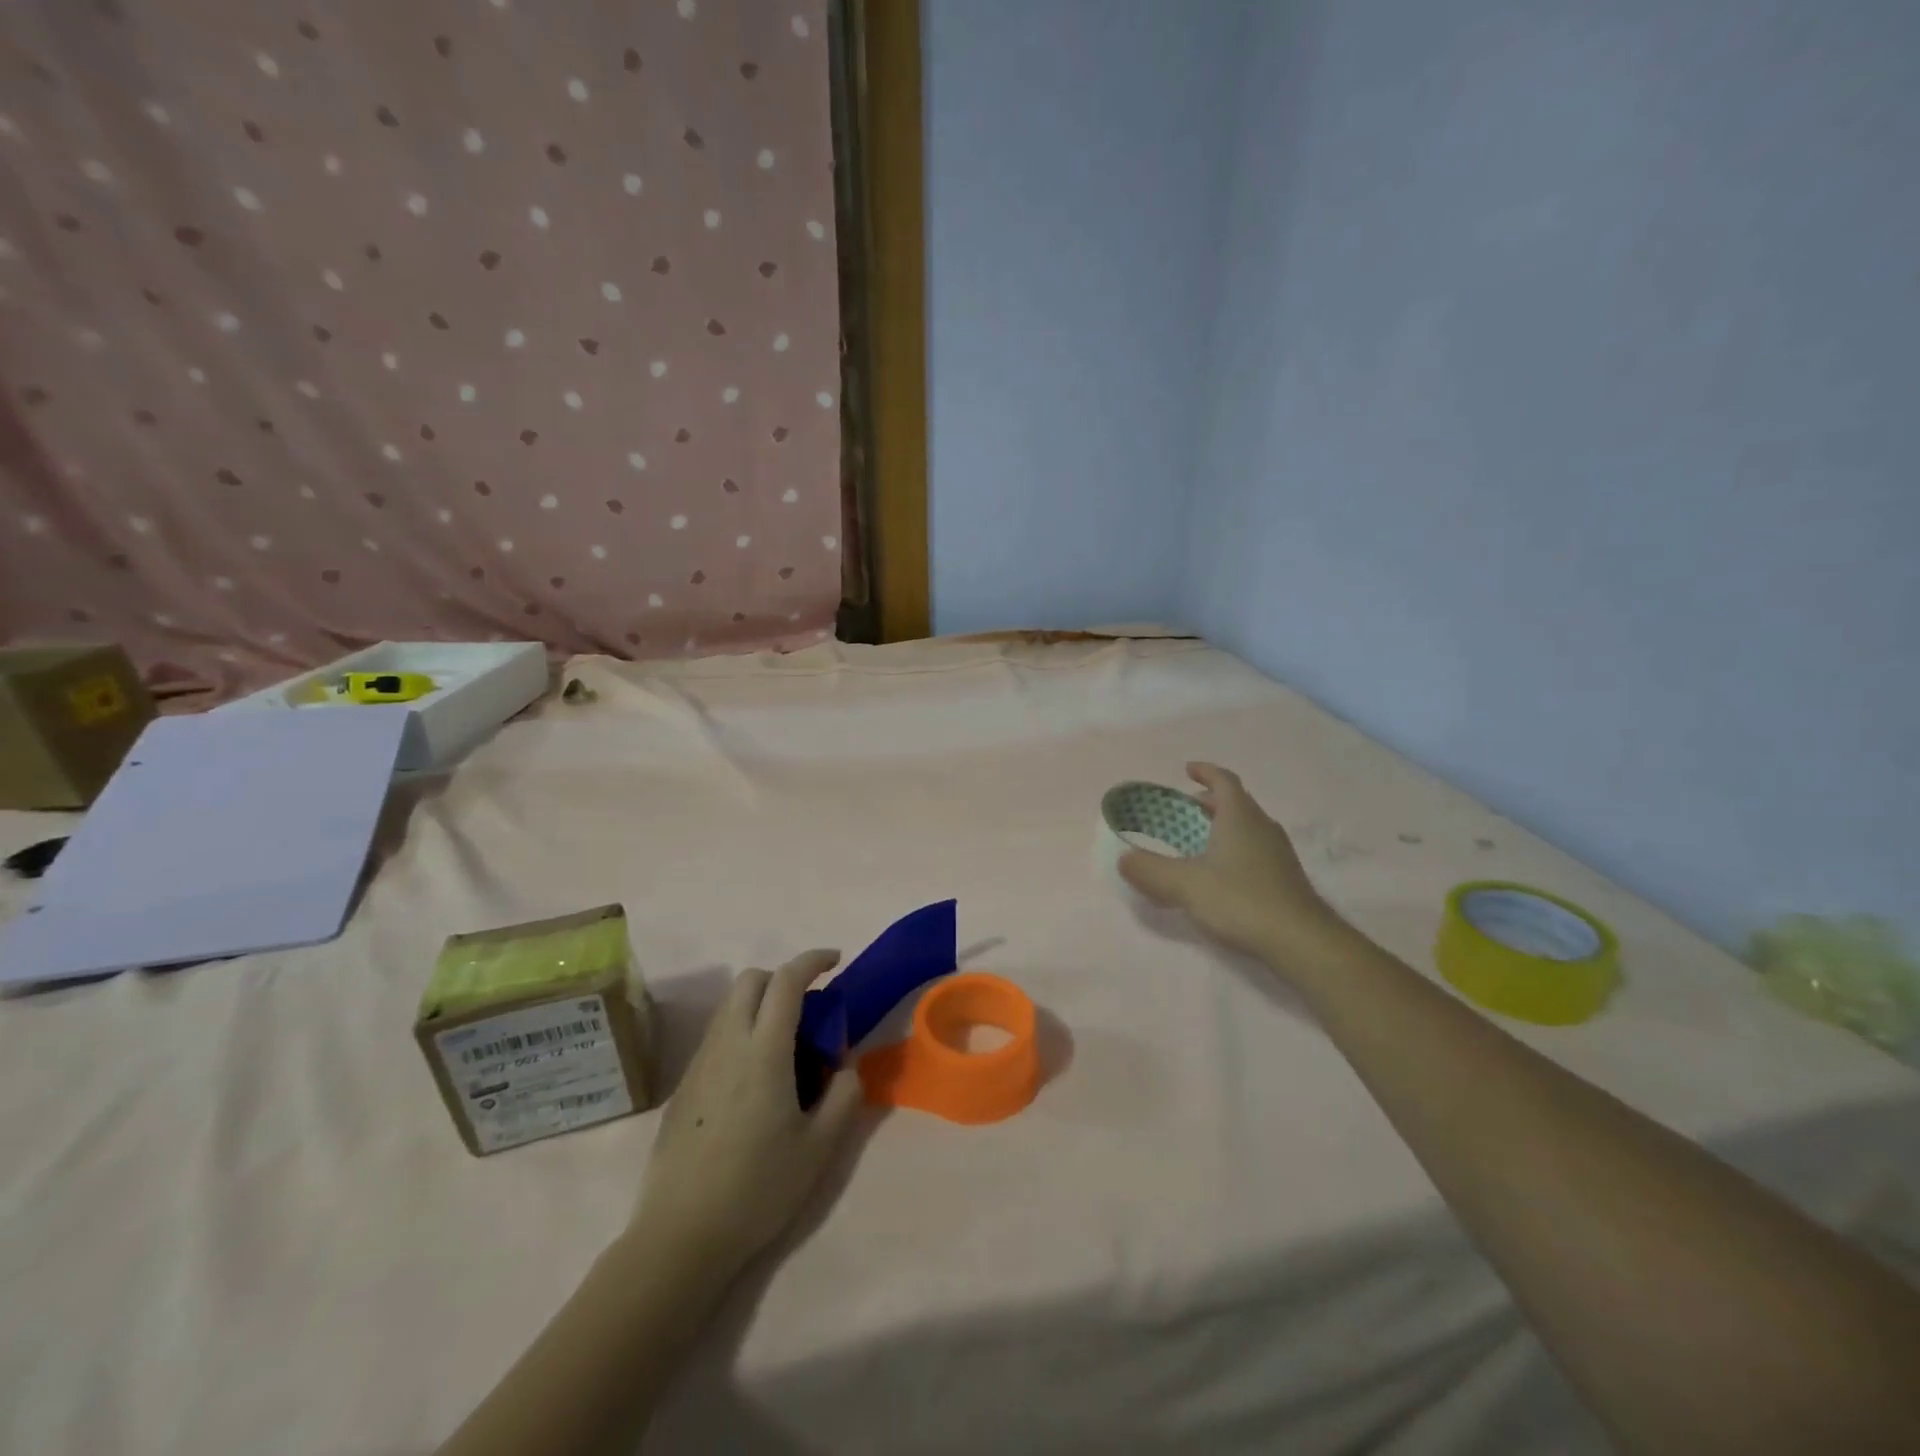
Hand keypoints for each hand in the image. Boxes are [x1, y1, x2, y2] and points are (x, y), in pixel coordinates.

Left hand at [632, 950, 862, 1284]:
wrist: (680, 1237)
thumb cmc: (757, 1189)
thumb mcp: (820, 1148)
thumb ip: (844, 1096)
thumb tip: (845, 1066)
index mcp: (764, 1050)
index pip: (786, 981)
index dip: (813, 960)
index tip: (835, 961)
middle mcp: (727, 1044)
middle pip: (750, 980)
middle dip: (783, 978)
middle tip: (810, 1009)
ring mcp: (698, 1064)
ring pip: (729, 1007)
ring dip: (760, 1005)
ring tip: (786, 1048)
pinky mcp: (682, 1087)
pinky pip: (716, 1037)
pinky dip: (741, 1032)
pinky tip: (754, 1081)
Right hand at [1119, 763, 1346, 972]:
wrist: (1301, 941)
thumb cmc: (1241, 900)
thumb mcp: (1185, 884)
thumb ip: (1150, 870)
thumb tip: (1123, 858)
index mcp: (1240, 816)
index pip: (1224, 780)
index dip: (1205, 771)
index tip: (1187, 770)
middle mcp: (1262, 827)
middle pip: (1236, 802)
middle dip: (1209, 801)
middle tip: (1184, 808)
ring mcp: (1278, 853)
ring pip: (1246, 826)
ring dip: (1222, 825)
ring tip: (1197, 840)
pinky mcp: (1284, 877)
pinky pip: (1254, 849)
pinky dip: (1233, 848)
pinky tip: (1219, 873)